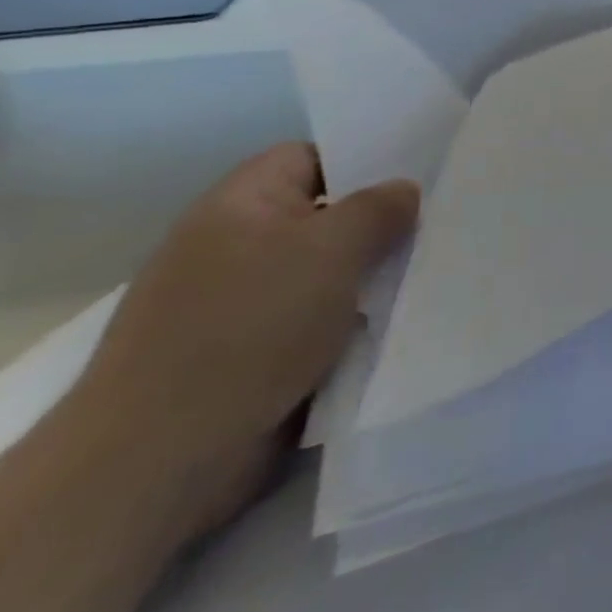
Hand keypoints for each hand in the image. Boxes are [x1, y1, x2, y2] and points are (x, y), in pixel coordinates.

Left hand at [73, 144, 417, 537]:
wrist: (164, 455)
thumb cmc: (249, 328)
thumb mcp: (330, 249)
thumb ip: (378, 208)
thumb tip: (404, 190)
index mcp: (239, 205)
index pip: (310, 155)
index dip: (366, 156)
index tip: (426, 169)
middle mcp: (236, 245)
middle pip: (327, 213)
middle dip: (384, 219)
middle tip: (447, 218)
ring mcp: (244, 301)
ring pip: (331, 268)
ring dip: (377, 272)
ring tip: (438, 267)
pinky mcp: (256, 351)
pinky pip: (324, 315)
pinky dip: (360, 315)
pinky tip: (403, 317)